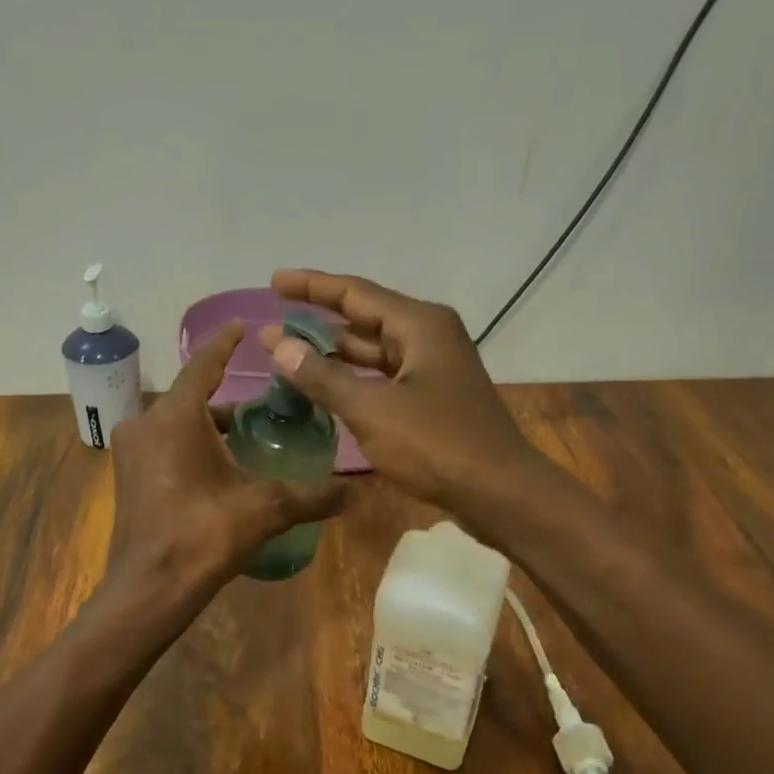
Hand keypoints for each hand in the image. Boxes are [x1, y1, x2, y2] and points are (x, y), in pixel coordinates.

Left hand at [105, 320, 344, 605]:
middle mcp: (145, 424)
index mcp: (175, 417)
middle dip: (224, 394)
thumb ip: (310, 496)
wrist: (150, 588)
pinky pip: (163, 445)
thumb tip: (354, 494)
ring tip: (247, 432)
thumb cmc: (203, 535)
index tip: (242, 328)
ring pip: (175, 423)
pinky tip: (219, 465)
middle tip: (263, 397)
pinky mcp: (128, 478)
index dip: (225, 344)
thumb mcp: (264, 509)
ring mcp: (131, 452)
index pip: (202, 365)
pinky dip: (189, 444)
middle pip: (190, 397)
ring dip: (207, 424)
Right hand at [260, 270, 542, 513]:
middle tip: (274, 324)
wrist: (499, 492)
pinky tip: (326, 387)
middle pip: (365, 317)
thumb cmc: (437, 445)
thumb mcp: (372, 410)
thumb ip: (323, 376)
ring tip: (289, 355)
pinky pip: (384, 375)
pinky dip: (354, 378)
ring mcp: (433, 367)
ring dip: (334, 353)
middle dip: (318, 321)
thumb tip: (279, 345)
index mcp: (419, 325)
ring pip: (374, 350)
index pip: (355, 293)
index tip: (275, 281)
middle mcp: (428, 336)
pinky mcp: (433, 396)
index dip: (312, 286)